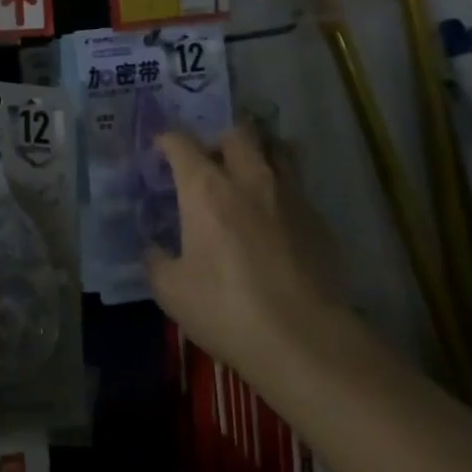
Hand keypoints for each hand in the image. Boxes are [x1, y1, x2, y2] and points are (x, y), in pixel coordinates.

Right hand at [146, 127, 340, 382]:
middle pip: (237, 132)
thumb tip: (154, 249)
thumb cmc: (227, 310)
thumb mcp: (172, 292)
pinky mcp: (318, 218)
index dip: (167, 141)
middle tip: (211, 162)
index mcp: (206, 187)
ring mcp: (289, 194)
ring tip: (250, 173)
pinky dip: (283, 190)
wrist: (304, 340)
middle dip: (220, 139)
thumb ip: (157, 261)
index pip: (181, 143)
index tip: (161, 151)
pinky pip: (298, 187)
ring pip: (277, 148)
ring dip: (260, 152)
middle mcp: (248, 177)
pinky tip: (277, 218)